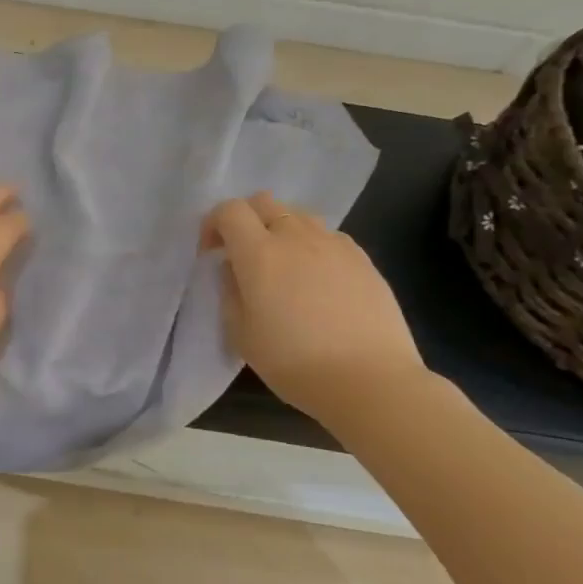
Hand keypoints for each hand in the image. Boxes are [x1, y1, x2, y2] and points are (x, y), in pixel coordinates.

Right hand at [204, 192, 425, 418]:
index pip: (229, 210)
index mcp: (259, 253)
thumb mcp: (241, 334)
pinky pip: (329, 238)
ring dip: (282, 230)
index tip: (212, 252)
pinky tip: (318, 281)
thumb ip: (230, 292)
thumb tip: (234, 269)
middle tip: (244, 254)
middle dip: (247, 219)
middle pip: (264, 202)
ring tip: (284, 265)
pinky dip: (314, 247)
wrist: (370, 381)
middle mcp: (296, 237)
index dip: (214, 224)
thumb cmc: (294, 362)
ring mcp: (334, 245)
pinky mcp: (363, 259)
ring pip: (299, 216)